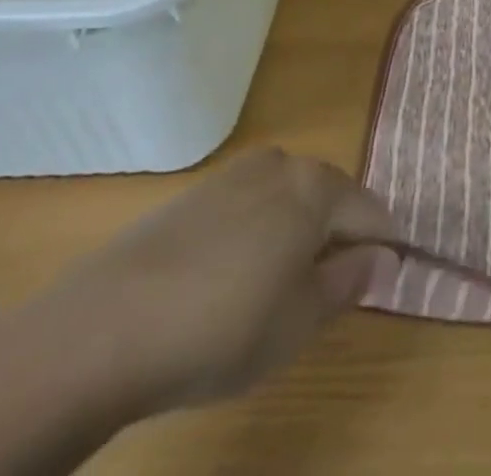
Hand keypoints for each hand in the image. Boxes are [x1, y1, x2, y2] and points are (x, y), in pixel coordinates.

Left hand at [25, 148, 396, 417]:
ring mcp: (233, 174)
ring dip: (296, 235)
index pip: (370, 210)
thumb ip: (350, 281)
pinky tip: (233, 278)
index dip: (383, 246)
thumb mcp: (300, 320)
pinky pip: (247, 207)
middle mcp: (281, 164)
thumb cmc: (223, 325)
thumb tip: (384, 257)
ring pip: (286, 200)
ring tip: (280, 288)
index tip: (385, 279)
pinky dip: (256, 234)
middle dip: (338, 237)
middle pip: (329, 197)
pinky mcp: (194, 194)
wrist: (105, 327)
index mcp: (316, 185)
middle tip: (330, 291)